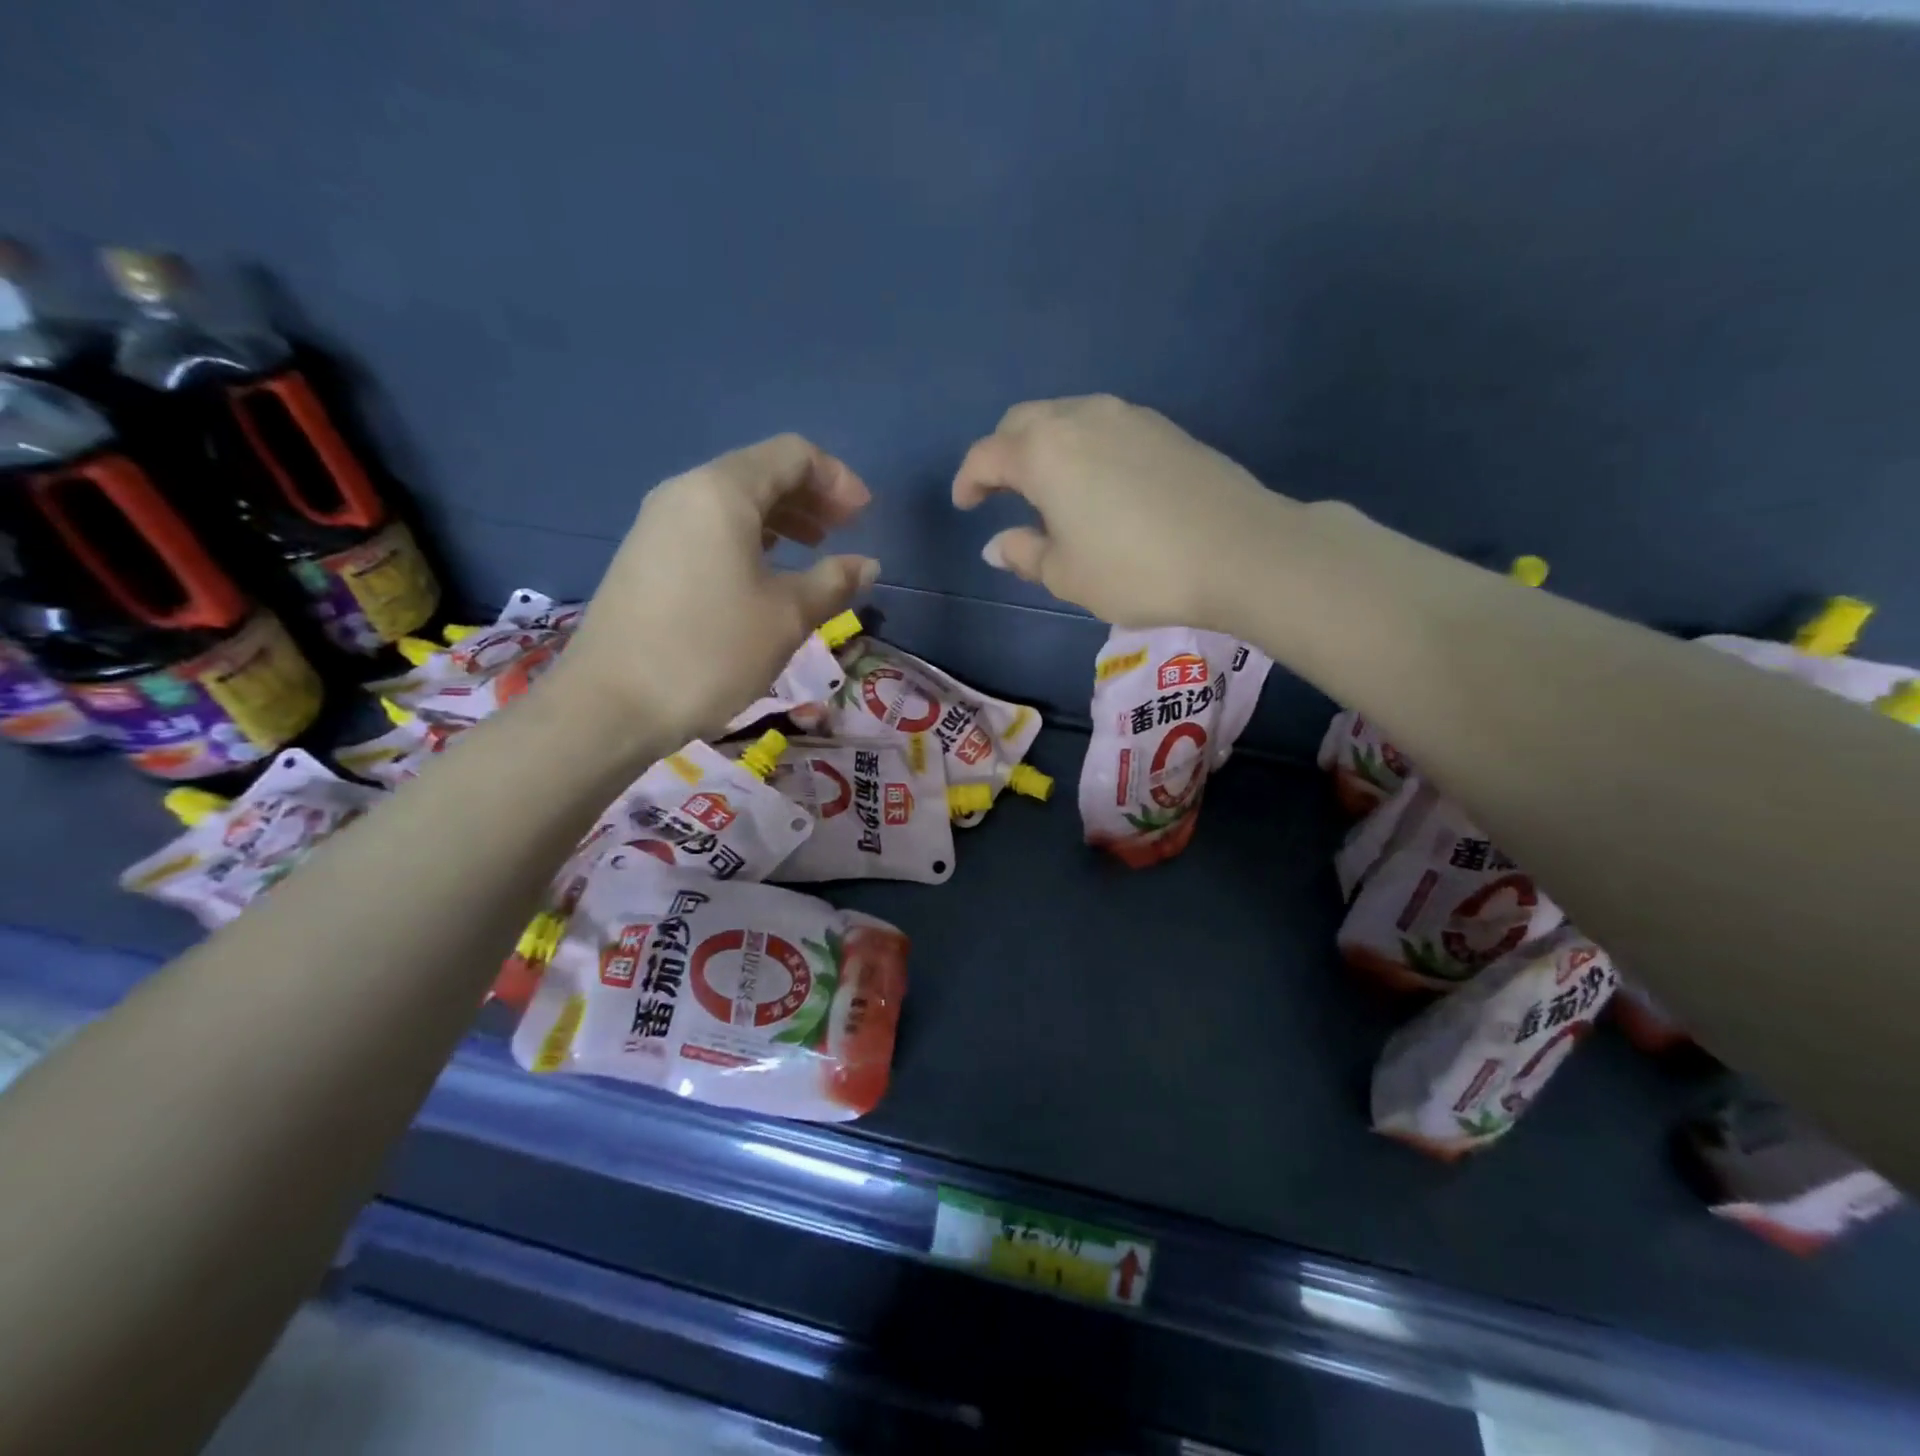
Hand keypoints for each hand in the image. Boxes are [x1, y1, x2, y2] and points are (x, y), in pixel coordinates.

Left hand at [551, 435, 877, 743]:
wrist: (611, 704)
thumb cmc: (710, 651)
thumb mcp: (787, 617)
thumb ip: (833, 582)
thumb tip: (866, 565)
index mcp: (722, 492)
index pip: (792, 455)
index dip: (837, 479)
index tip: (865, 517)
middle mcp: (685, 492)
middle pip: (760, 473)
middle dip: (810, 496)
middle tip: (845, 532)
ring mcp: (658, 524)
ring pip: (732, 503)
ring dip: (781, 519)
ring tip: (813, 550)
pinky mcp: (646, 556)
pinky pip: (709, 528)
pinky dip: (749, 539)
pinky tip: (766, 574)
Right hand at [953, 395, 1294, 631]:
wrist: (1238, 551)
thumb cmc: (1136, 570)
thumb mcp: (1067, 575)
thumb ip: (1025, 554)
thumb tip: (997, 544)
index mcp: (1044, 452)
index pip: (987, 455)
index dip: (968, 480)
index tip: (965, 505)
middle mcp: (1080, 418)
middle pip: (1024, 422)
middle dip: (1003, 453)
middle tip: (1002, 491)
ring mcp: (1127, 416)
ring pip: (1066, 417)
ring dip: (1045, 445)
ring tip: (1049, 489)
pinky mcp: (1164, 427)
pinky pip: (1104, 426)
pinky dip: (1083, 447)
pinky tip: (1096, 483)